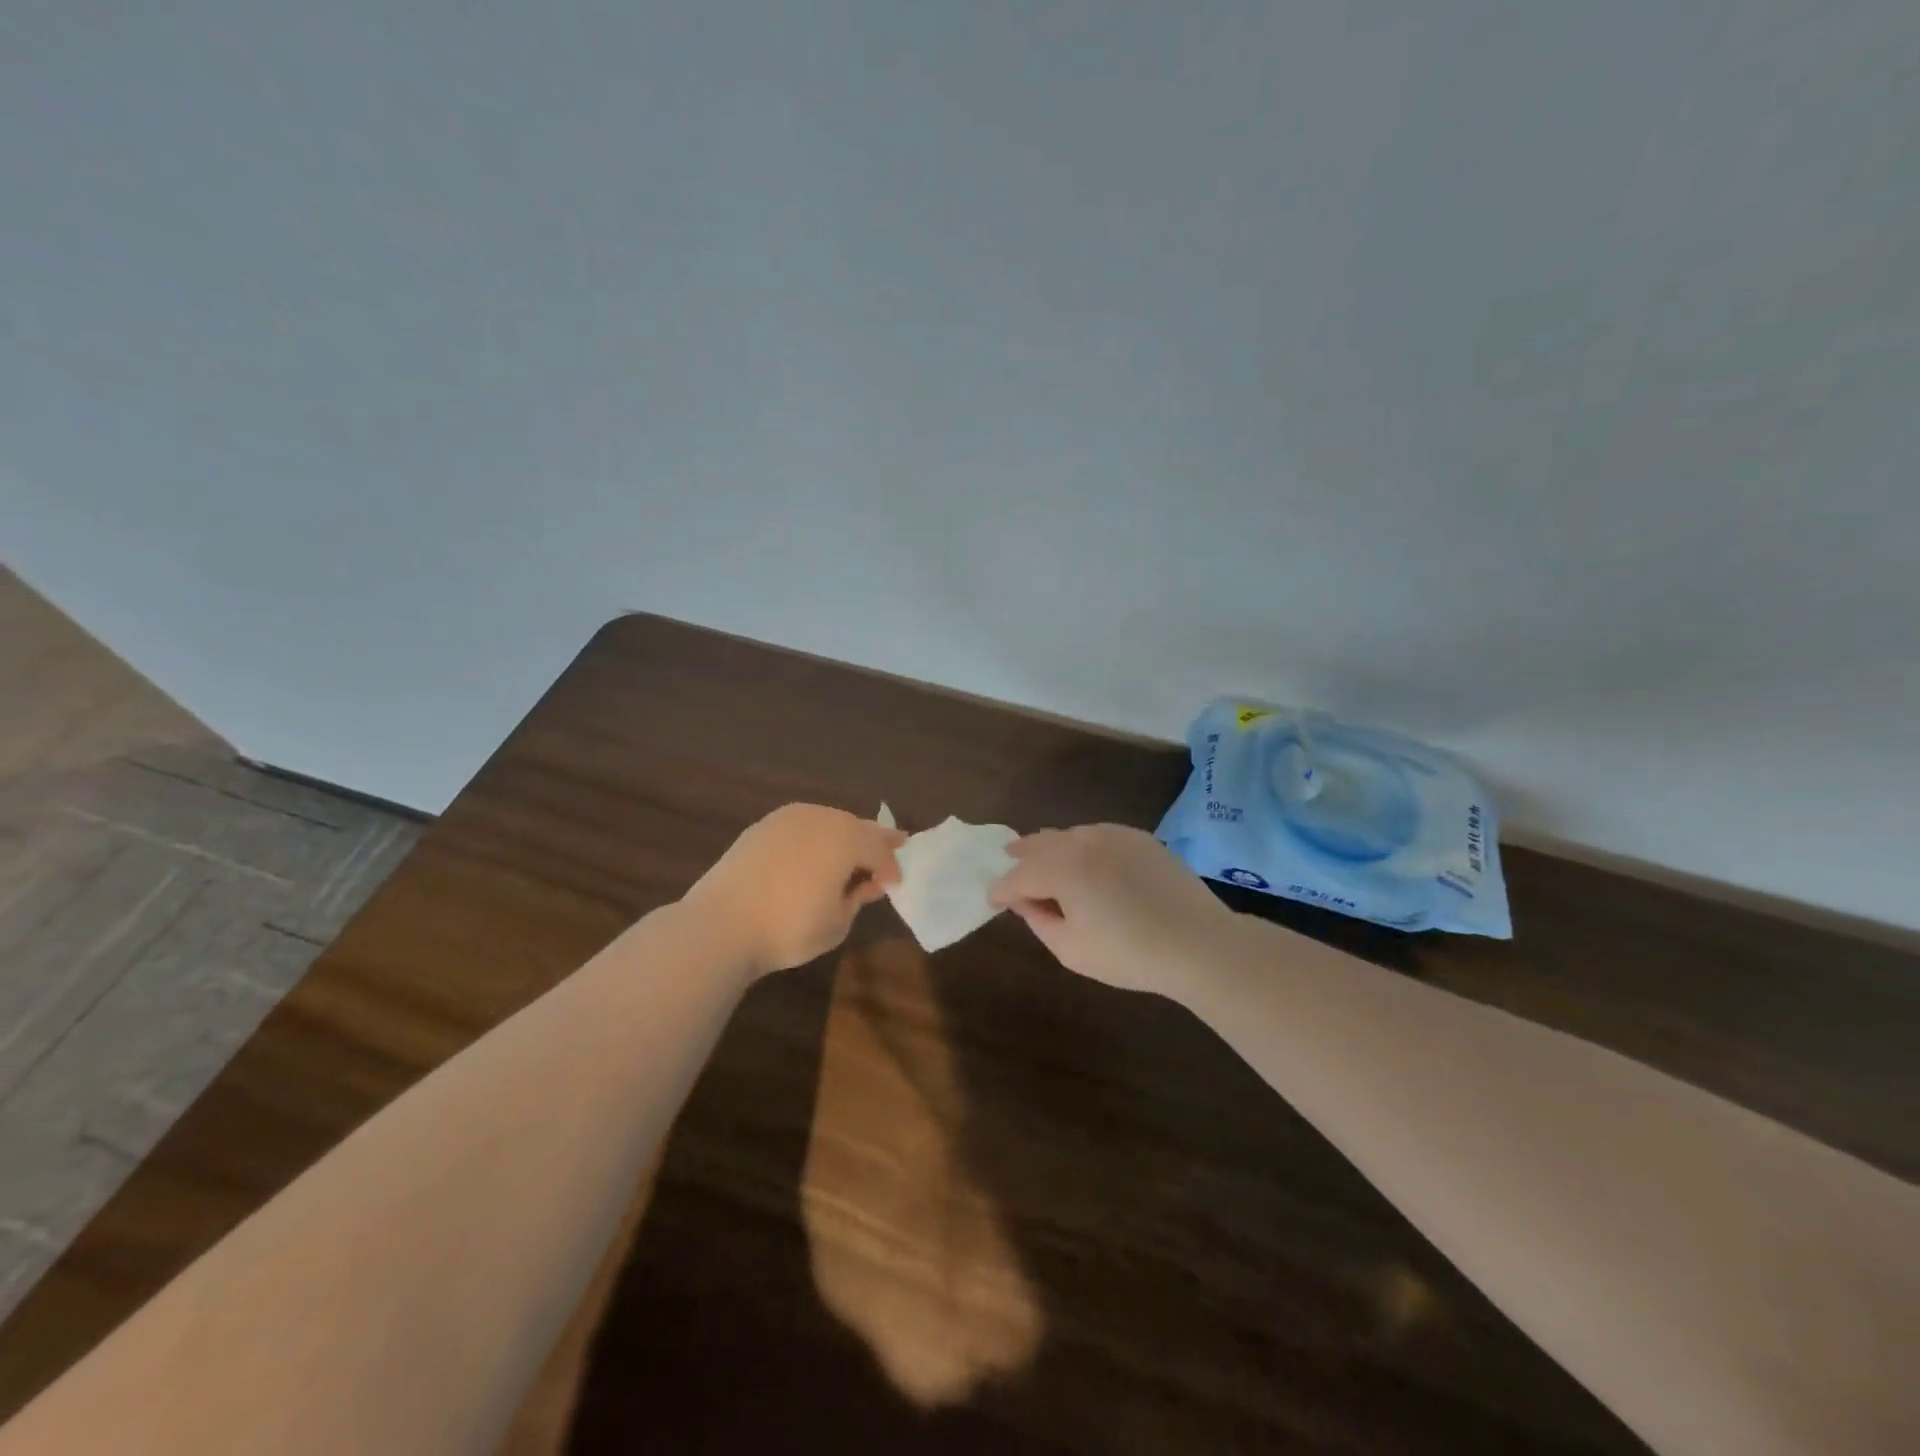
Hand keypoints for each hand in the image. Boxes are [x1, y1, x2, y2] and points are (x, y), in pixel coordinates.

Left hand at [685, 804, 906, 977]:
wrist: (721, 924)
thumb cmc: (789, 928)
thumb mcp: (837, 922)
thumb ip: (858, 897)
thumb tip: (868, 884)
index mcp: (847, 838)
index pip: (880, 849)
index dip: (891, 867)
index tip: (895, 884)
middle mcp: (821, 817)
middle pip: (857, 826)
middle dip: (874, 841)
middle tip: (890, 850)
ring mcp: (788, 818)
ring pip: (828, 821)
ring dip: (843, 836)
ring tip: (850, 854)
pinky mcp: (762, 826)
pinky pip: (801, 826)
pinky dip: (814, 837)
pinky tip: (812, 854)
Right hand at [988, 825, 1232, 995]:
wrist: (1198, 943)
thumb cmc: (1129, 954)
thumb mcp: (1071, 949)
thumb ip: (1039, 920)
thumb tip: (1023, 901)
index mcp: (1061, 869)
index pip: (1018, 876)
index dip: (1001, 889)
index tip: (992, 899)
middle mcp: (1082, 842)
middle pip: (1040, 844)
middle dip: (1021, 855)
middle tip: (1009, 860)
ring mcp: (1113, 835)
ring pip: (1068, 834)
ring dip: (1051, 846)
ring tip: (1043, 857)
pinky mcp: (1138, 838)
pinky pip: (1097, 834)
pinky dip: (1082, 843)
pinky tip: (1085, 857)